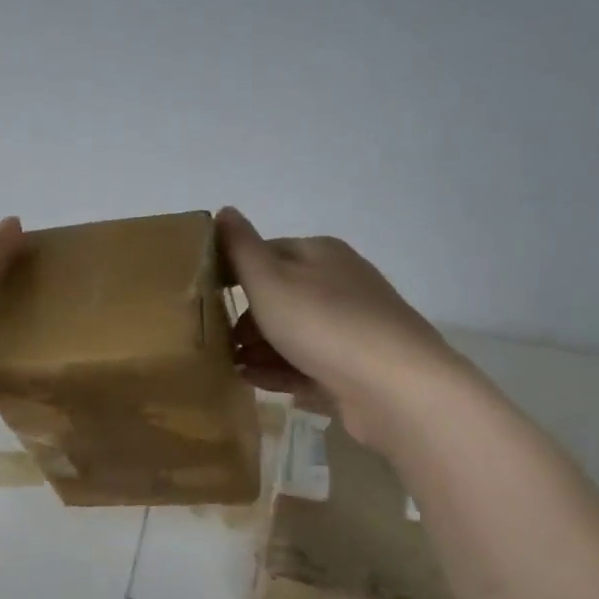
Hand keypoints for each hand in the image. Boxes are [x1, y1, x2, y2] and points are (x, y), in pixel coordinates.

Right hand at [218, 207, 464, 449]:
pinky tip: (252, 382)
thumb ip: (241, 248)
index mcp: (320, 254)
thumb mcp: (270, 280)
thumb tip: (224, 210)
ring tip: (229, 366)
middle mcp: (338, 284)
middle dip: (245, 319)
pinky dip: (277, 371)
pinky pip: (305, 364)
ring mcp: (349, 327)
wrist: (394, 387)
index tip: (205, 299)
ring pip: (290, 333)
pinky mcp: (353, 366)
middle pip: (278, 297)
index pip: (266, 253)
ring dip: (257, 349)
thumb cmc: (323, 323)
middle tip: (217, 340)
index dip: (233, 273)